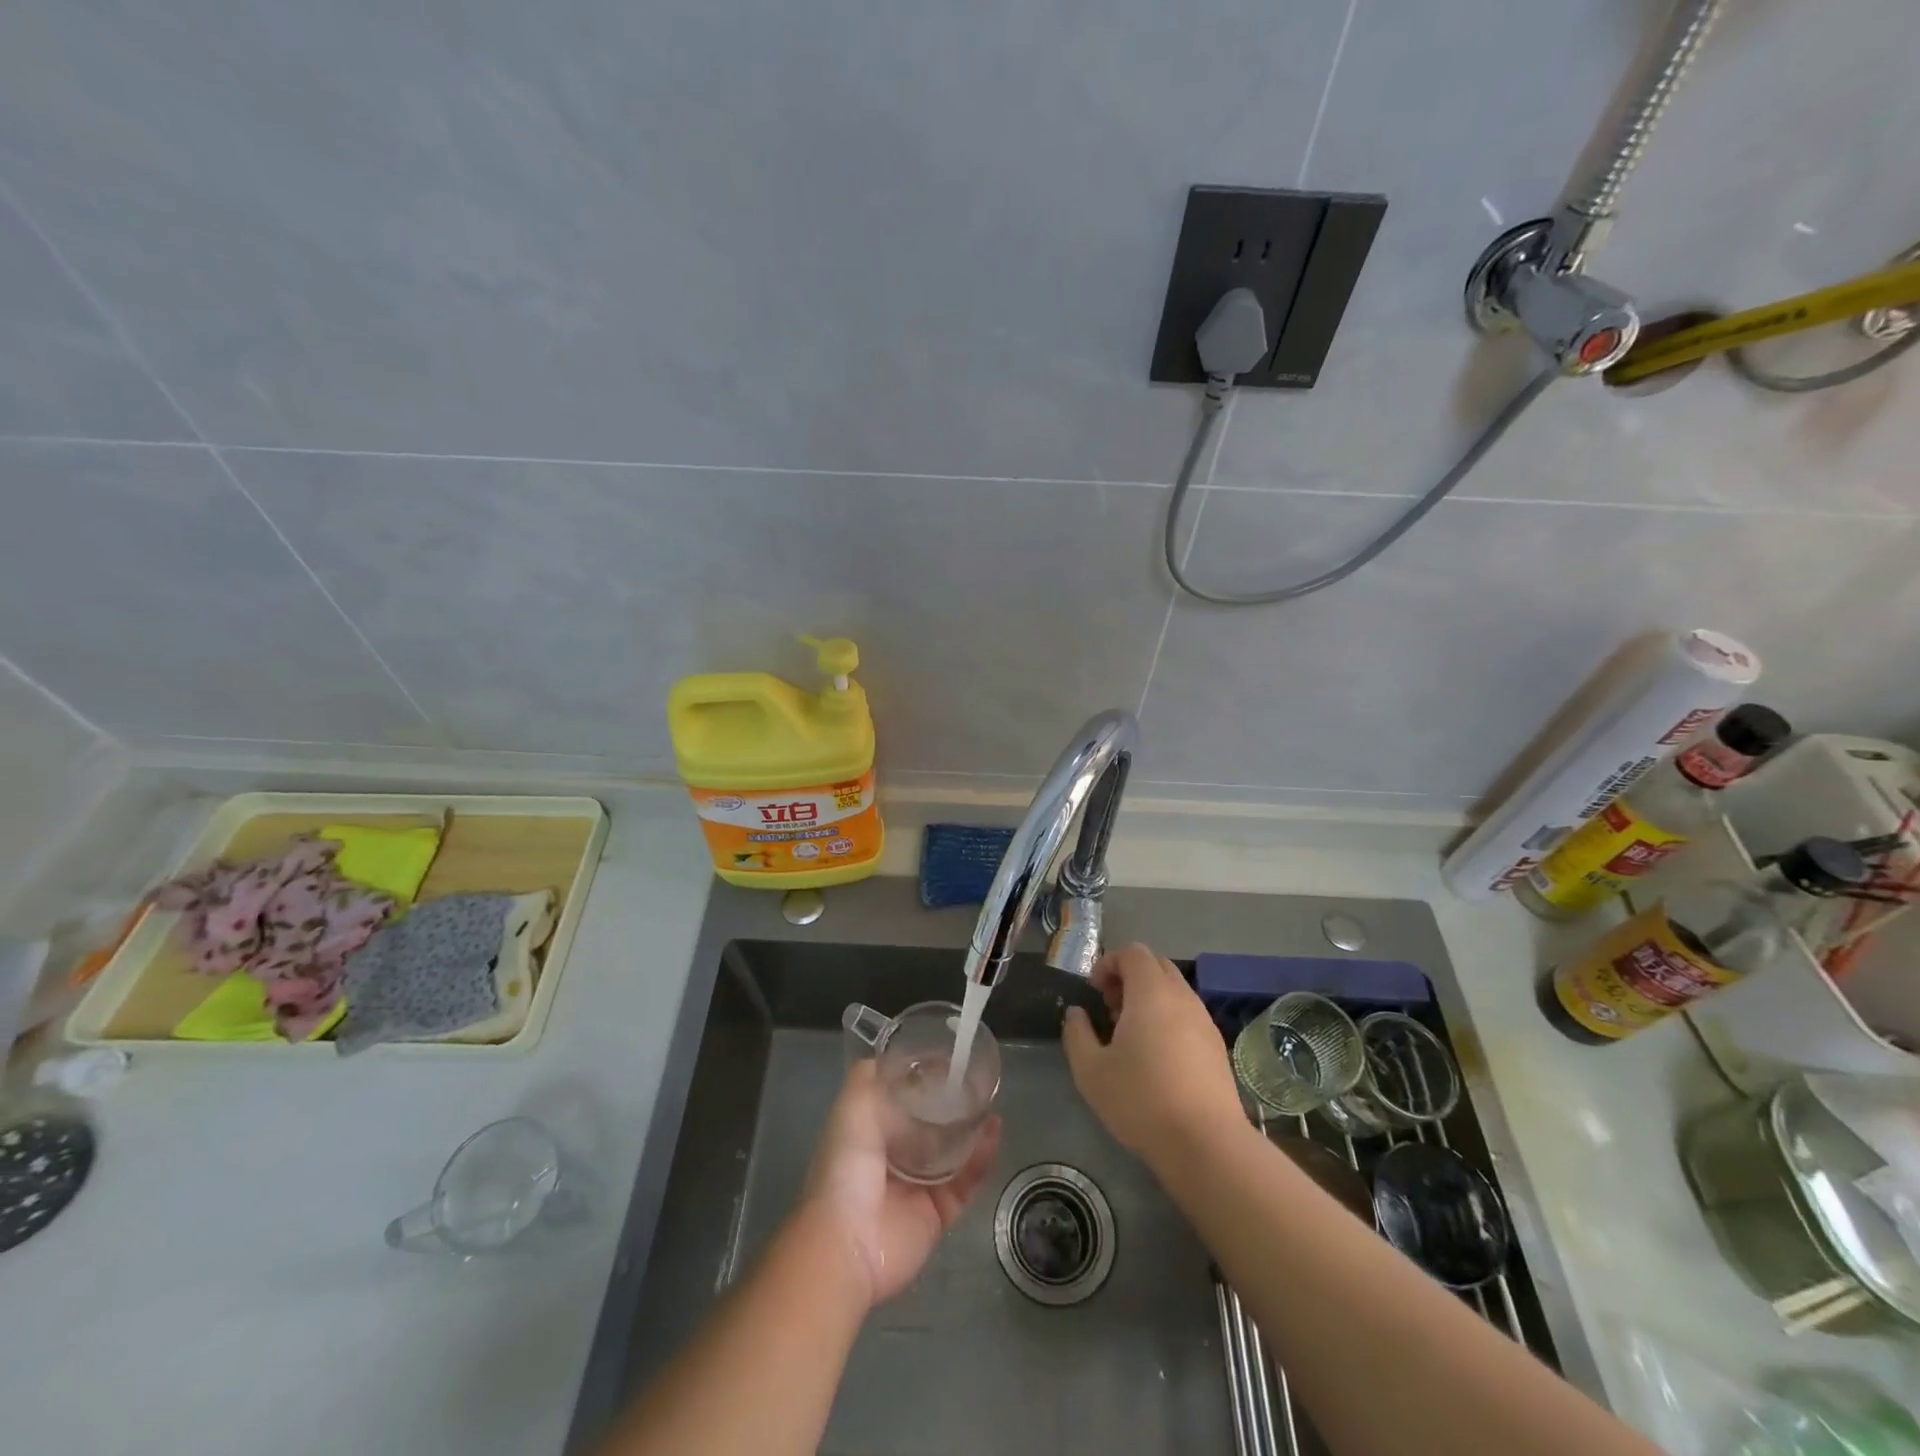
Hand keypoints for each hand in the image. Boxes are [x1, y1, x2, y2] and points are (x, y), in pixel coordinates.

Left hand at [798, 1060, 1000, 1308]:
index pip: (899, 1098)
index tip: (945, 1056)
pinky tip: (994, 1131)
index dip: (920, 1078)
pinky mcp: (939, 1212)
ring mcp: (918, 1185)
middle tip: (975, 1076)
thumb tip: (892, 1055)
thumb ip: (869, 1077)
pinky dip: (982, 1156)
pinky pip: (967, 1180)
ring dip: (972, 1126)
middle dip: (950, 1102)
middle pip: (929, 1123)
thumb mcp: (851, 1107)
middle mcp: (894, 1156)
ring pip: (953, 1150)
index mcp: (870, 1132)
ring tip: (991, 1098)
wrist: (847, 1243)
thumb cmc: (846, 1167)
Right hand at [1062, 942, 1245, 1166]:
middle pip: (1156, 965)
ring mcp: (1204, 1021)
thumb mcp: (1091, 1071)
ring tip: (1131, 1034)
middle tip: (1110, 1008)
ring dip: (1149, 998)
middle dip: (1129, 976)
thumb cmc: (1141, 1100)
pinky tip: (1156, 1056)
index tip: (1094, 992)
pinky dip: (1168, 1018)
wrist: (1206, 1144)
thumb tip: (1076, 1014)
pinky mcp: (1217, 1046)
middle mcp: (1182, 997)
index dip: (1108, 963)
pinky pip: (1188, 1014)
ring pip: (1174, 990)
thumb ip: (1077, 1034)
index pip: (1133, 952)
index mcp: (1151, 992)